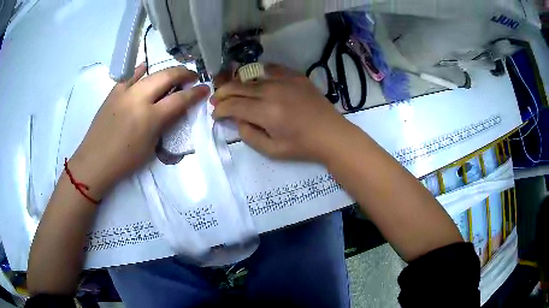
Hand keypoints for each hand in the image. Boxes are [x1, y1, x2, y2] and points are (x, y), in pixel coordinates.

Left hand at [69, 63, 209, 198]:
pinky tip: (145, 68)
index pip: (180, 99)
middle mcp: (139, 99)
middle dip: (184, 73)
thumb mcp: (150, 147)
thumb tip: (172, 110)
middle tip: (192, 76)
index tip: (205, 88)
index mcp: (150, 117)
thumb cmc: (125, 161)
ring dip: (166, 71)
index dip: (196, 93)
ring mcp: (125, 92)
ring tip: (173, 74)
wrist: (95, 161)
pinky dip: (140, 70)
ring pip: (150, 72)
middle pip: (167, 76)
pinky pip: (130, 75)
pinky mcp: (114, 92)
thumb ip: (163, 125)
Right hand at [212, 64, 351, 161]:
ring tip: (232, 90)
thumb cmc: (302, 146)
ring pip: (252, 77)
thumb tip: (237, 120)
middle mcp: (272, 91)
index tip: (216, 114)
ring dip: (238, 84)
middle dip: (222, 94)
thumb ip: (249, 135)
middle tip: (216, 100)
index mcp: (266, 112)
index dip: (220, 110)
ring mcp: (285, 80)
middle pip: (238, 87)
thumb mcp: (272, 150)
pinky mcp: (296, 76)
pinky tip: (256, 78)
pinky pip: (272, 69)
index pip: (233, 105)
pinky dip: (260, 73)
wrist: (332, 134)